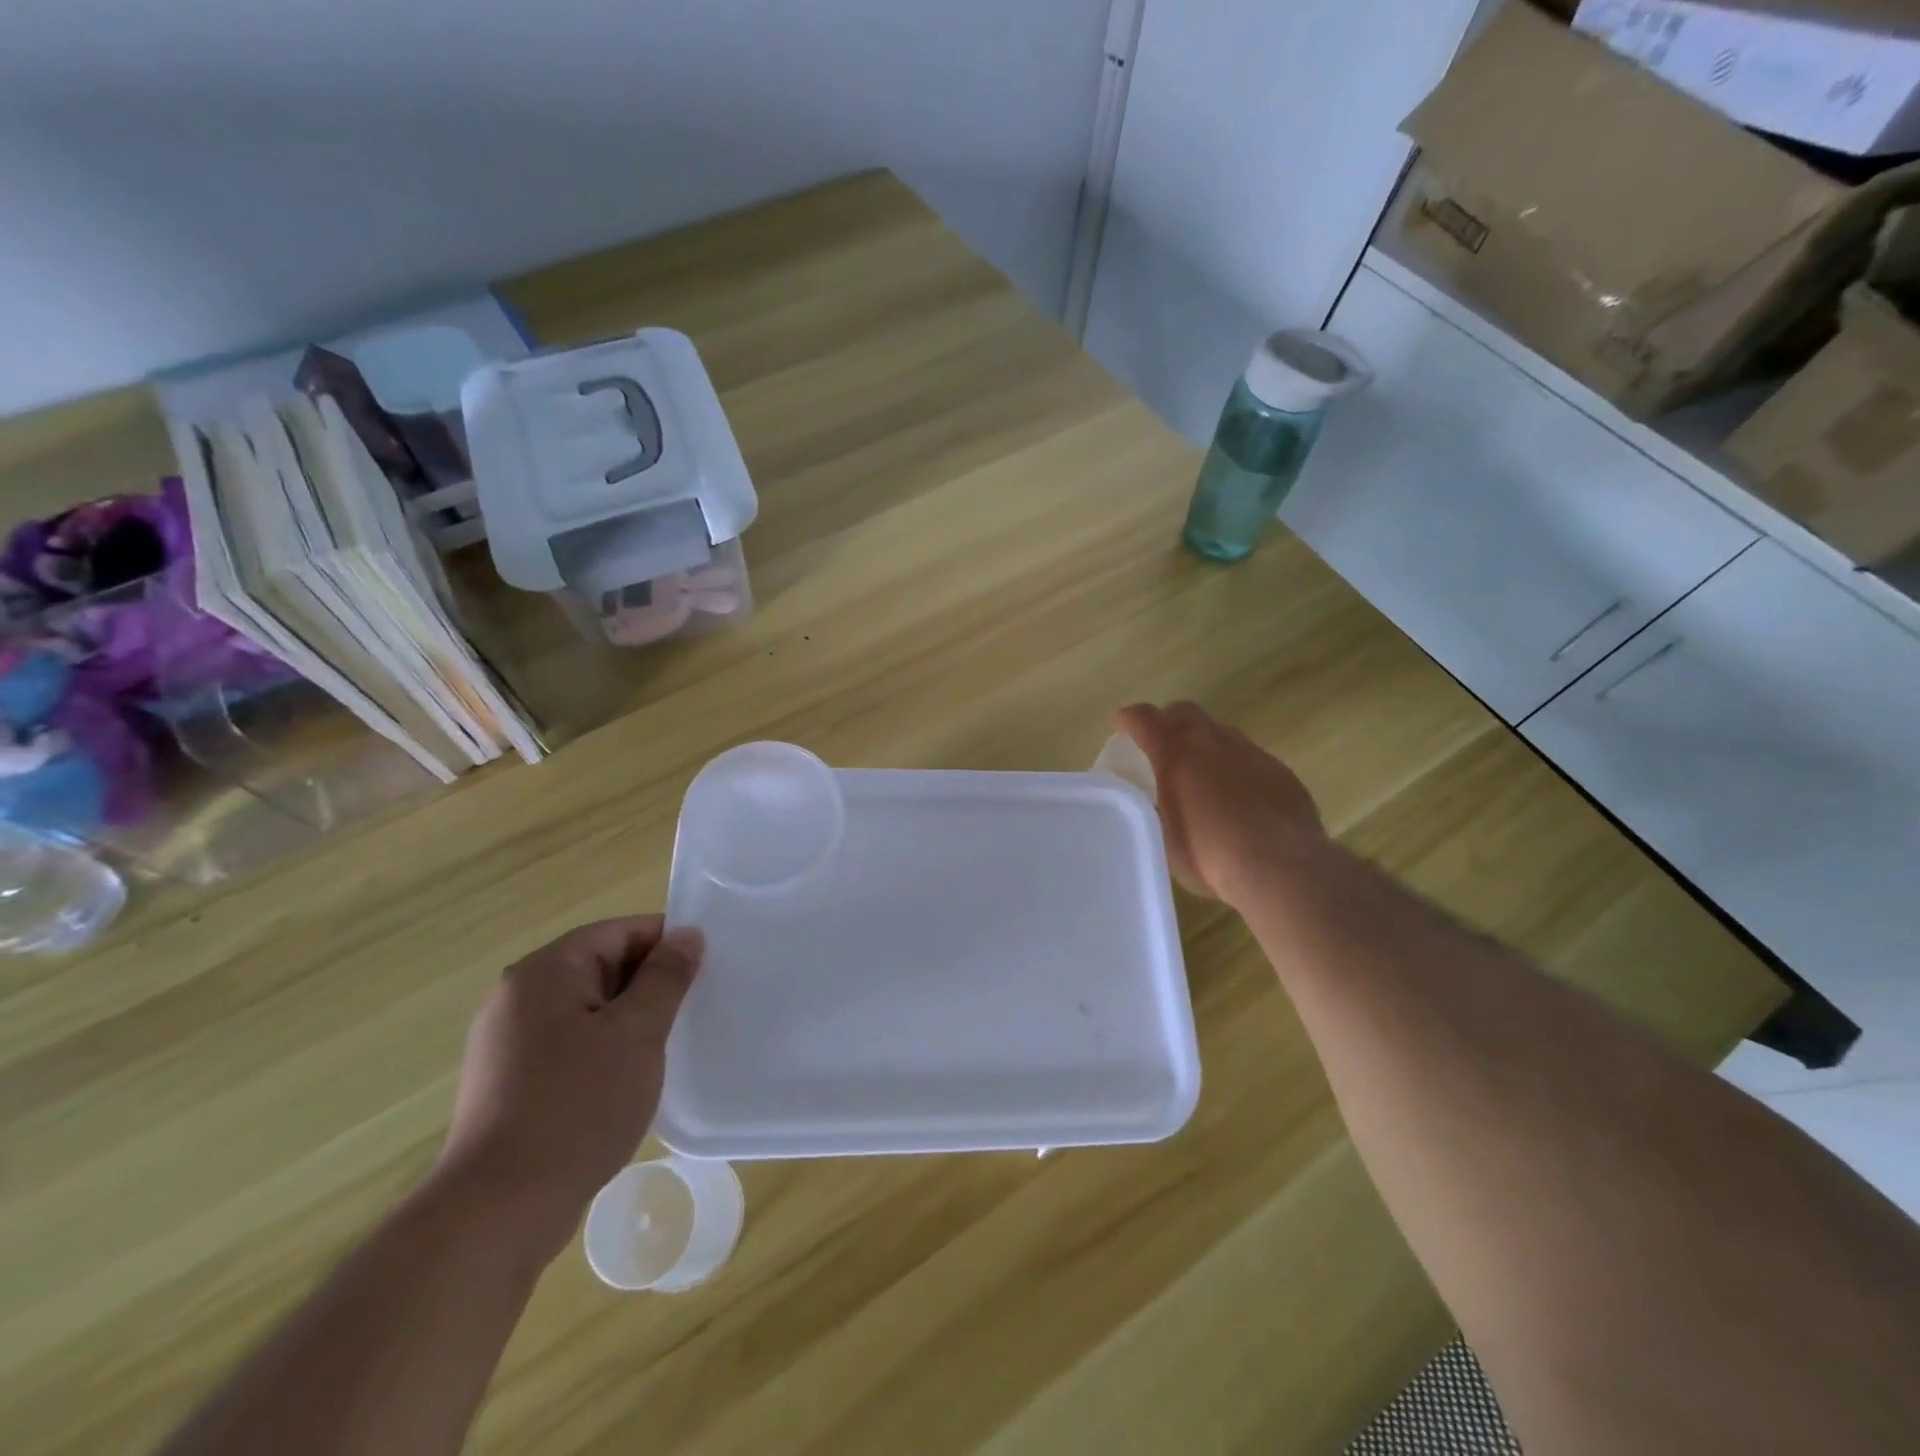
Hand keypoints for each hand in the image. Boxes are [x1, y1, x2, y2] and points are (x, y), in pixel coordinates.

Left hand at [437, 916, 703, 1256]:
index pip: (617, 931)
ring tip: (668, 1044)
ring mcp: (509, 1042)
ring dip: (631, 1019)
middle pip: (601, 966)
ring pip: (589, 1008)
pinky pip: (571, 1043)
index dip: (665, 942)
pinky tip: (631, 1079)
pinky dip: (605, 1049)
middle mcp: (518, 997)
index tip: (706, 966)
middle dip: (650, 983)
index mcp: (544, 972)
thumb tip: (687, 935)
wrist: (498, 1211)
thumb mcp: (636, 1032)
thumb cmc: (576, 1106)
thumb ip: (666, 976)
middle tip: (695, 1007)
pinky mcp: (511, 1083)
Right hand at [1116, 701, 1325, 903]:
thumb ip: (1156, 810)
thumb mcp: (1165, 839)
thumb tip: (1154, 801)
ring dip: (1204, 741)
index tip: (1121, 724)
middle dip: (1168, 720)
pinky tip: (1238, 794)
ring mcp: (1251, 754)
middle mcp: (1213, 745)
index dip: (1129, 718)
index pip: (1145, 720)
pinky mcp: (1280, 772)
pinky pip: (1250, 756)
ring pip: (1221, 732)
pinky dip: (1235, 765)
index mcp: (1176, 757)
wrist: (1283, 869)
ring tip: (1201, 770)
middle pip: (1186, 713)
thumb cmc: (1211, 856)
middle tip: (1161, 743)